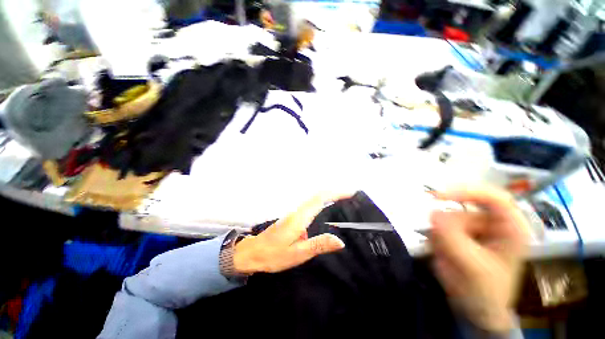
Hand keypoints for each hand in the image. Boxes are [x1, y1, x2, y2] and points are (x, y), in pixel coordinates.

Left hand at [233, 192, 351, 273]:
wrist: (253, 252)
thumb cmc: (274, 254)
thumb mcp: (298, 253)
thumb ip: (319, 245)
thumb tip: (340, 240)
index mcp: (300, 217)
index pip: (321, 199)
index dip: (336, 193)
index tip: (350, 193)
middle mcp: (298, 210)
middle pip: (318, 195)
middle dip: (335, 192)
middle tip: (351, 196)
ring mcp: (295, 212)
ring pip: (314, 199)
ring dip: (329, 196)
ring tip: (344, 200)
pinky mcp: (293, 216)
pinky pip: (311, 205)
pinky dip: (322, 202)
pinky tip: (327, 209)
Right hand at [429, 187, 528, 332]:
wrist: (476, 310)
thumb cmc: (485, 292)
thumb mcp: (472, 266)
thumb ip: (453, 237)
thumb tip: (432, 212)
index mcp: (510, 228)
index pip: (492, 197)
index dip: (466, 191)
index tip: (438, 197)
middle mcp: (492, 223)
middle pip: (463, 210)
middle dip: (448, 227)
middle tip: (442, 245)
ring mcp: (474, 228)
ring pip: (446, 219)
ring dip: (441, 237)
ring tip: (446, 257)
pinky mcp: (459, 233)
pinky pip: (439, 227)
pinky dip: (436, 239)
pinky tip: (443, 254)